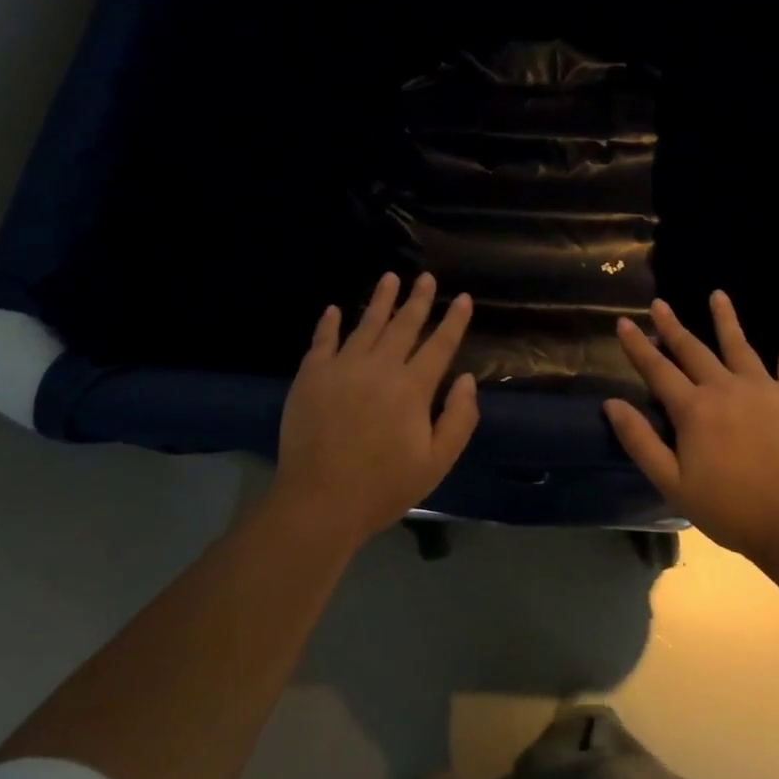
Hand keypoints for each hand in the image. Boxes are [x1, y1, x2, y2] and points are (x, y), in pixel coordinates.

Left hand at [269, 272, 478, 551]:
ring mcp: (342, 368)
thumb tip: (466, 379)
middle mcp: (379, 367)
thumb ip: (459, 419)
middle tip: (425, 277)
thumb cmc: (384, 486)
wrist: (320, 501)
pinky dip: (330, 323)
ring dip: (380, 300)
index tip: (462, 298)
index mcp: (412, 388)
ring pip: (366, 324)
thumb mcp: (436, 462)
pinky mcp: (311, 376)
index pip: (439, 345)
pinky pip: (323, 340)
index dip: (454, 320)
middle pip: (403, 325)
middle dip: (418, 299)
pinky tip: (335, 309)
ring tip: (389, 278)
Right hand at [604, 292, 778, 561]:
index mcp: (694, 409)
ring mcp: (764, 388)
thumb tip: (611, 403)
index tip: (623, 322)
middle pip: (693, 350)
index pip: (657, 369)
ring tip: (717, 295)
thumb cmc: (728, 508)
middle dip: (673, 326)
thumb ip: (640, 441)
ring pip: (739, 345)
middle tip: (659, 303)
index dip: (638, 345)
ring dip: (725, 319)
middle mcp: (725, 387)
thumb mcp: (672, 482)